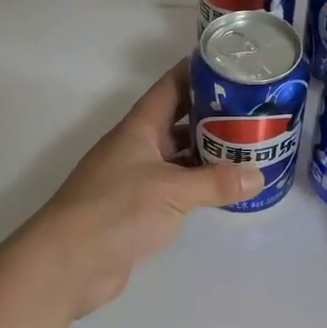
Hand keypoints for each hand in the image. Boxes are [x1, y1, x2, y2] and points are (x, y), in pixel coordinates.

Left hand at [25, 60, 260, 318]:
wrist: (68, 264)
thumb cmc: (117, 210)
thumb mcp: (172, 192)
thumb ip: (216, 183)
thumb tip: (258, 176)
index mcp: (138, 129)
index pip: (170, 87)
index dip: (196, 72)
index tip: (230, 63)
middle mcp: (136, 148)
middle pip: (178, 121)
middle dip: (212, 114)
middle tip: (252, 110)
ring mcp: (135, 179)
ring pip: (178, 156)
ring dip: (207, 151)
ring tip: (247, 146)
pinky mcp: (137, 209)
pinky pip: (175, 187)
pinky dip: (198, 184)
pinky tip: (224, 188)